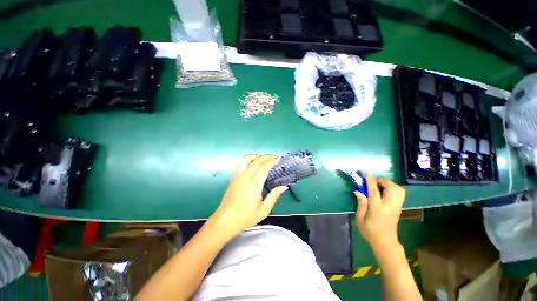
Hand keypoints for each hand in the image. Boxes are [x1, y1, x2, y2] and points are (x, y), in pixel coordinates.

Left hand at [209, 155, 287, 237]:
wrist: (225, 221)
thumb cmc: (245, 217)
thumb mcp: (263, 210)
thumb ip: (274, 196)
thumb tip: (283, 186)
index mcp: (254, 185)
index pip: (264, 167)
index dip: (272, 161)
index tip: (278, 159)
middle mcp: (245, 177)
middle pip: (256, 161)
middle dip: (266, 157)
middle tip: (275, 158)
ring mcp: (237, 176)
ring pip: (247, 159)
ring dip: (257, 156)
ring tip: (264, 158)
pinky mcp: (233, 177)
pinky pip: (241, 163)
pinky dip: (249, 159)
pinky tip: (253, 163)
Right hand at [354, 174, 405, 249]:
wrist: (385, 242)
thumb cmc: (370, 231)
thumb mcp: (360, 219)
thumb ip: (360, 204)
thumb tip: (358, 191)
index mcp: (378, 208)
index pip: (375, 191)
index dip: (371, 181)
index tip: (367, 173)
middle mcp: (389, 206)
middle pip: (392, 188)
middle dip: (383, 181)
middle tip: (373, 181)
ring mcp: (396, 207)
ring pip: (399, 190)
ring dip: (389, 184)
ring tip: (379, 185)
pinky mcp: (399, 208)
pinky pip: (400, 193)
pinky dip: (393, 188)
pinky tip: (384, 191)